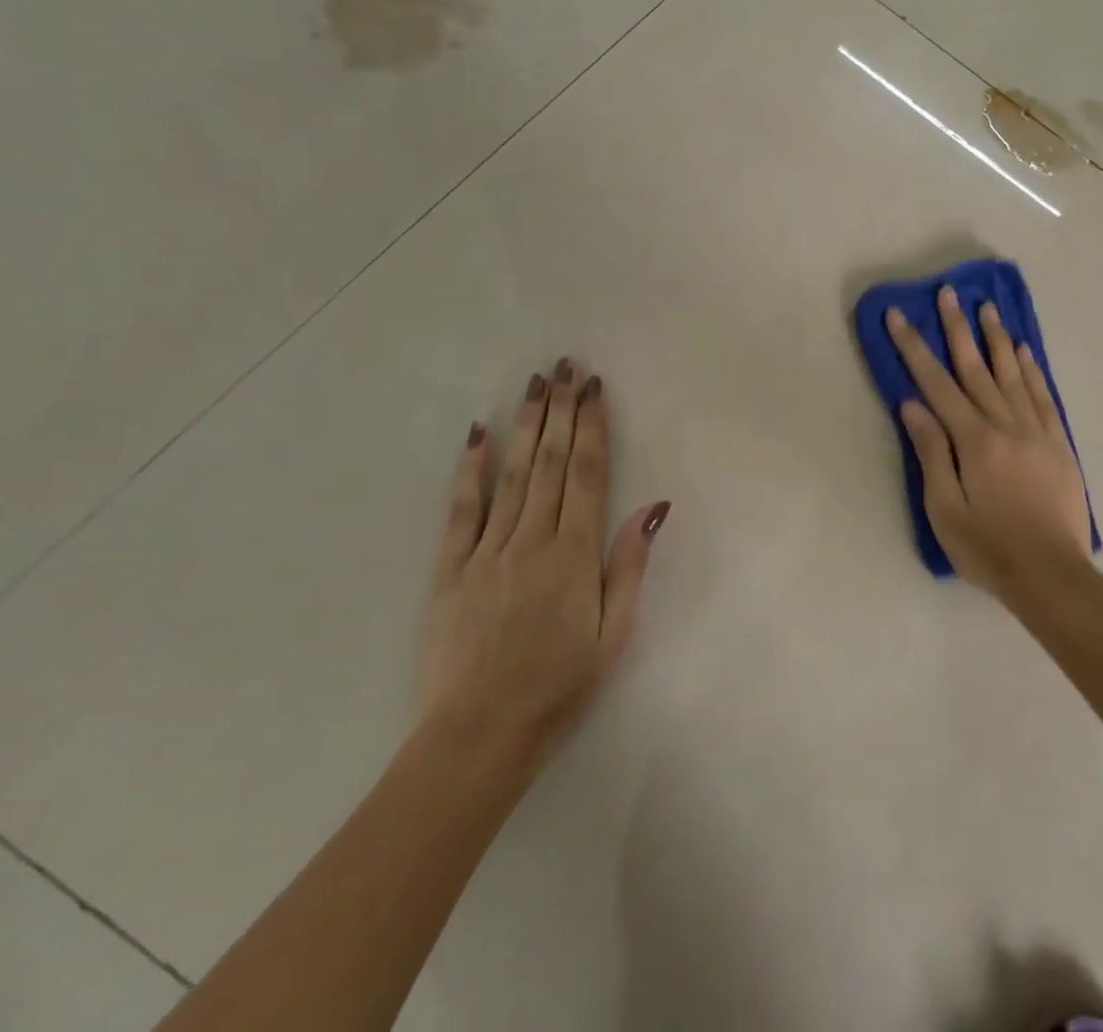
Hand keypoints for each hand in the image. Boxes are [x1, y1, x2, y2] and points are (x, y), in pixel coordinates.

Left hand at [418, 359, 667, 766]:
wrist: (479, 736)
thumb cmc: (559, 687)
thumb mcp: (614, 634)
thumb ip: (629, 565)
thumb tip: (653, 507)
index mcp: (573, 553)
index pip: (586, 472)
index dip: (592, 425)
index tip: (595, 387)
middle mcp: (531, 539)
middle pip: (548, 460)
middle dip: (560, 409)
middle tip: (565, 366)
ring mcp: (486, 550)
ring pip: (510, 473)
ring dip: (524, 423)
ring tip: (533, 383)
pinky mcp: (450, 569)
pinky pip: (461, 508)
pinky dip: (469, 468)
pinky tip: (477, 434)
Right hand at [885, 287, 1090, 602]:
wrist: (1053, 576)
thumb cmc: (988, 548)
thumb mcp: (945, 509)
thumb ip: (931, 452)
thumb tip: (912, 405)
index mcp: (974, 440)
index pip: (936, 384)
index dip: (915, 348)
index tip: (899, 316)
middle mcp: (1006, 424)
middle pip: (976, 368)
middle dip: (957, 328)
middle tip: (948, 293)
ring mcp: (1037, 431)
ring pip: (1012, 373)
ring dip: (996, 338)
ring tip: (986, 307)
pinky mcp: (1058, 443)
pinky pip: (1043, 396)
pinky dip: (1031, 369)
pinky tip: (1023, 350)